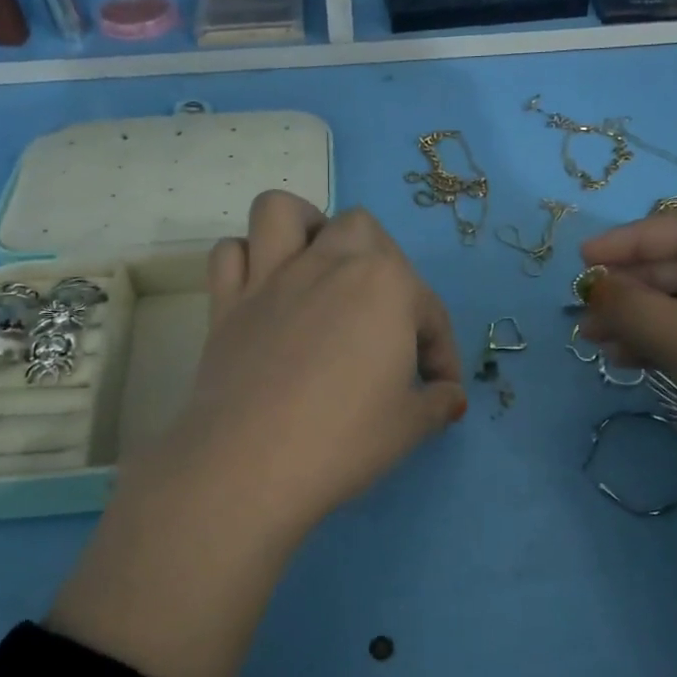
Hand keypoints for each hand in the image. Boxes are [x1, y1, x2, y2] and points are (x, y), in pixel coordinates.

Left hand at [155, 190, 466, 542]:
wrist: (252, 465)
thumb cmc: (344, 439)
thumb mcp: (410, 426)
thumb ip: (438, 401)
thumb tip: (450, 396)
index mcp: (385, 284)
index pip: (429, 310)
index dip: (441, 352)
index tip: (440, 389)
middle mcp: (329, 263)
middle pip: (362, 229)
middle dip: (381, 262)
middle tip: (383, 315)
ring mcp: (271, 277)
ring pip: (282, 212)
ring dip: (303, 228)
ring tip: (317, 266)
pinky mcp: (226, 302)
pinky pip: (229, 254)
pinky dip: (247, 261)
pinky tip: (264, 292)